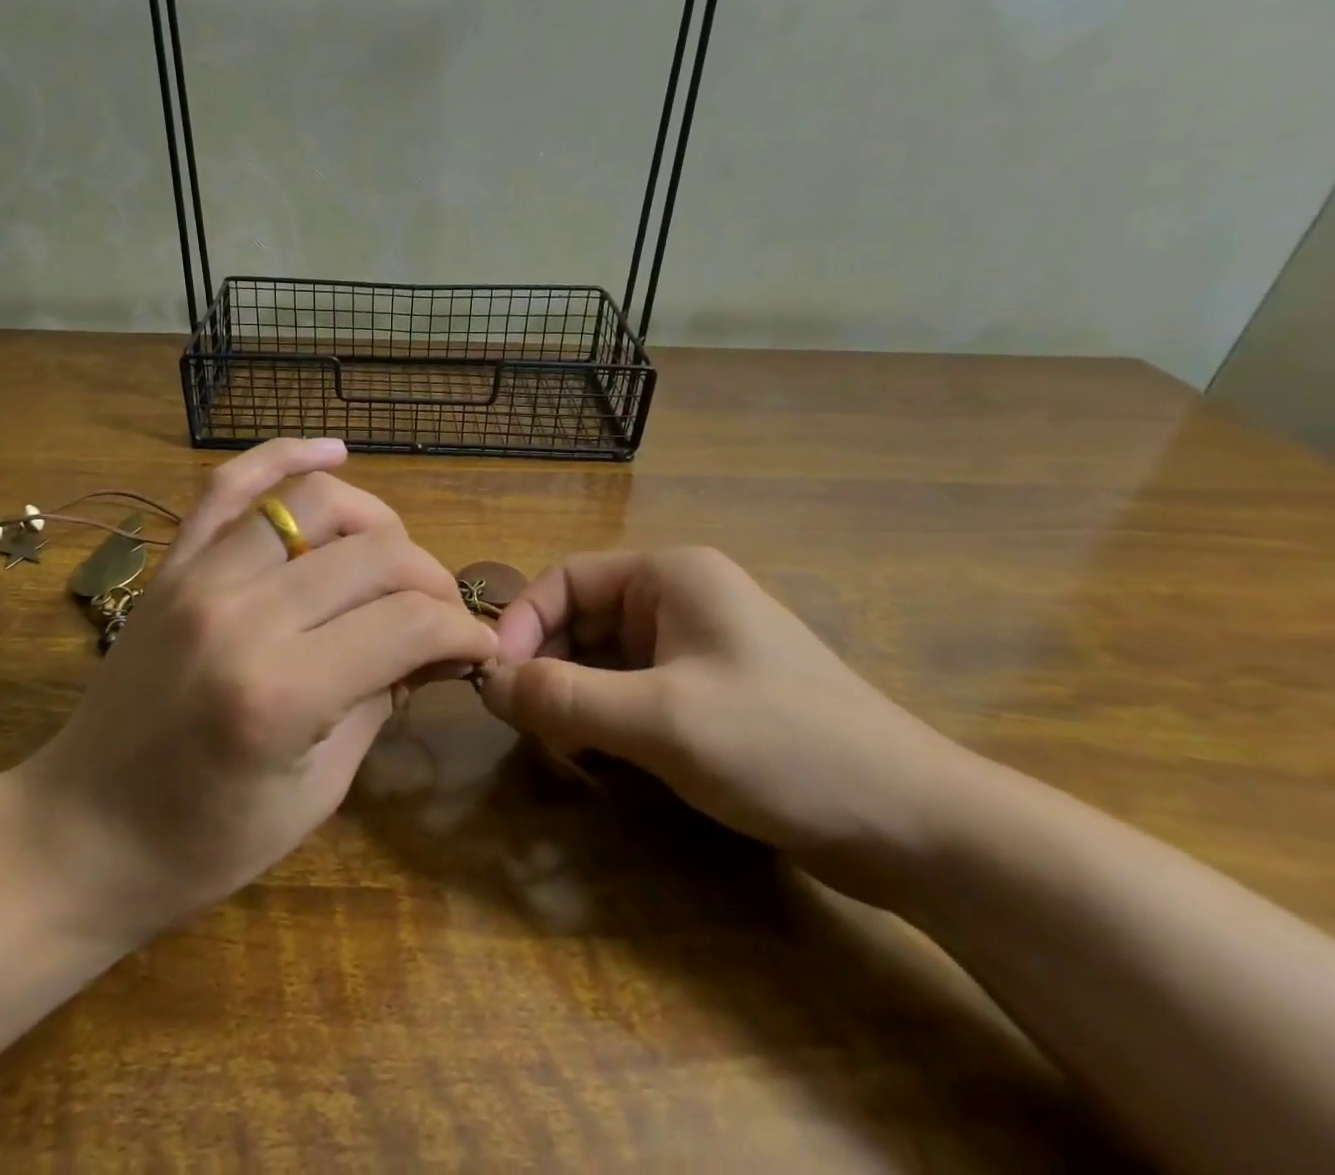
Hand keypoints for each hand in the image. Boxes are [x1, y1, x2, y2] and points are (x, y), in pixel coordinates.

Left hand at [14, 439, 498, 942]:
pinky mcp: (172, 564)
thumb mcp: (318, 792)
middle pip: (373, 553)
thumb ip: (379, 701)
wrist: (79, 834)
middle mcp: (241, 614)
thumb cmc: (203, 842)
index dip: (461, 629)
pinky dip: (285, 455)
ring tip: (394, 557)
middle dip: (430, 577)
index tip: (478, 647)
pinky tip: (333, 452)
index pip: (407, 621)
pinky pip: (231, 485)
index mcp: (280, 691)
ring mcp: (197, 577)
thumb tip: (431, 644)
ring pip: (313, 501)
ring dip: (376, 520)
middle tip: (443, 613)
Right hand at [480, 547, 975, 897]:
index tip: (497, 683)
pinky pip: (632, 694)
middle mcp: (680, 601)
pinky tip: (600, 762)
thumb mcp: (660, 720)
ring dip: (573, 701)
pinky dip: (605, 722)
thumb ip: (564, 698)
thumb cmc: (781, 746)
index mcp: (671, 577)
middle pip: (581, 622)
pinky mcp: (709, 696)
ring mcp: (697, 649)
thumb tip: (488, 684)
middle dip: (547, 670)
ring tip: (560, 751)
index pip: (566, 580)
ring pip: (604, 662)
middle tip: (525, 729)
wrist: (915, 826)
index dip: (524, 625)